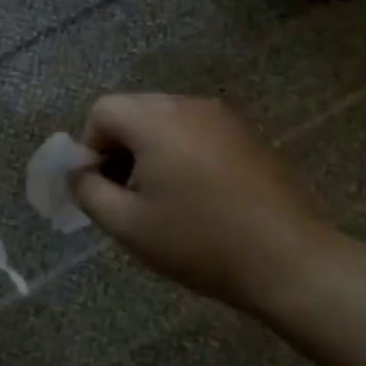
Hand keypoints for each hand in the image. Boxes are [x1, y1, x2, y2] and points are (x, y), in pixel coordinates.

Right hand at [69, 94, 337, 313]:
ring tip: (162, 199)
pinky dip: (181, 153)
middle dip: (119, 148)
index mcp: (156, 119)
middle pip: (133, 111)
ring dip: (150, 151)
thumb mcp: (127, 225)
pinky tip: (197, 196)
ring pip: (165, 121)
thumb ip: (87, 191)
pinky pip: (196, 131)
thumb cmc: (199, 241)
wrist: (289, 260)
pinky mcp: (245, 135)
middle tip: (126, 195)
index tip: (101, 188)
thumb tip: (76, 171)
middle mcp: (188, 105)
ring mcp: (222, 117)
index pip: (102, 110)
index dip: (89, 147)